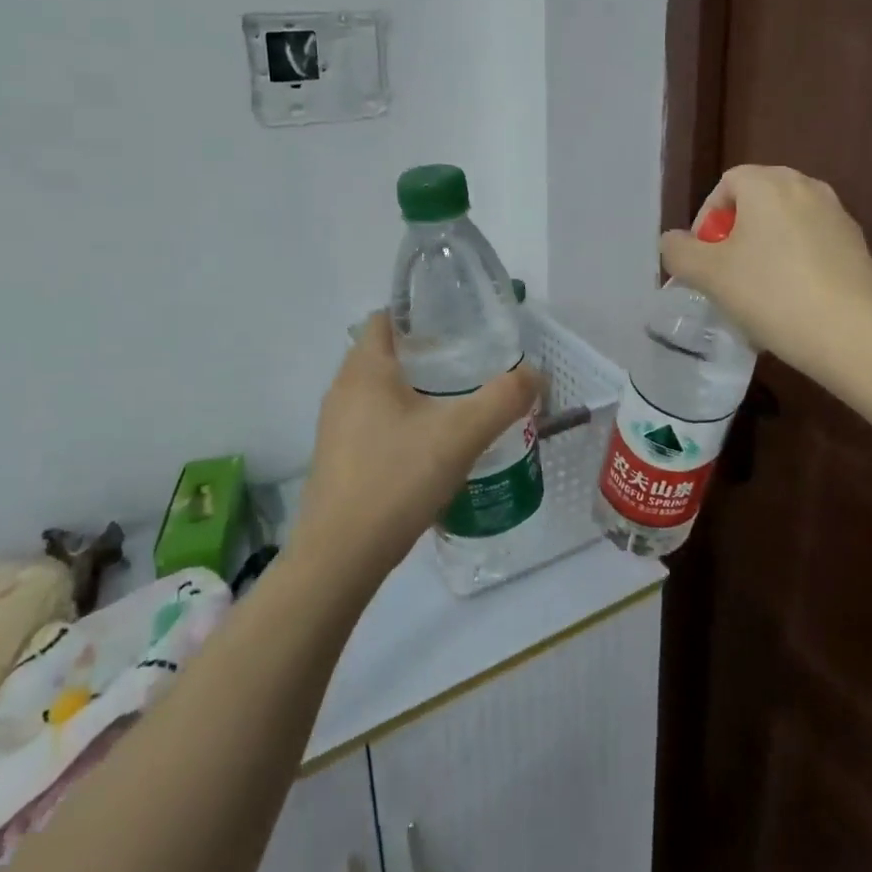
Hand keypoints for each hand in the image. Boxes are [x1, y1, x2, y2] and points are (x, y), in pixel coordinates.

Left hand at [292, 314, 543, 585]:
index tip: (460, 327)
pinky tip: (433, 446)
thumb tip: (534, 374)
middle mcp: (343, 390)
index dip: (421, 314)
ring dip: (417, 391)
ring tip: (459, 404)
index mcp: (365, 369)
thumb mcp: (461, 434)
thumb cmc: (396, 479)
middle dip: (428, 354)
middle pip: (386, 353)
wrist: (340, 557)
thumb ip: (503, 398)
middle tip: (472, 366)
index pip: (387, 317)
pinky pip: (375, 422)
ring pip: (381, 391)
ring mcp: (336, 426)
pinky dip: (403, 422)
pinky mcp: (340, 458)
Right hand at [658, 165, 871, 385]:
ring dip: (763, 253)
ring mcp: (837, 215)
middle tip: (725, 277)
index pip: (726, 185)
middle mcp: (806, 187)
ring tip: (755, 295)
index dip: (706, 220)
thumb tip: (674, 241)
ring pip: (783, 227)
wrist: (855, 333)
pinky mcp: (856, 246)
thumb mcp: (709, 275)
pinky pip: (810, 246)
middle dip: (734, 237)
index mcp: (769, 183)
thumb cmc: (772, 294)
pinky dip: (793, 265)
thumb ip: (680, 252)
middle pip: (756, 203)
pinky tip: (789, 304)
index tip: (704, 260)